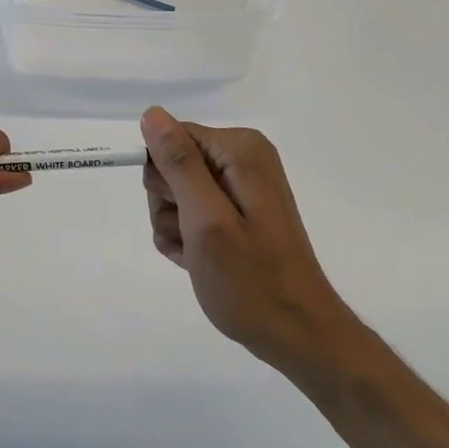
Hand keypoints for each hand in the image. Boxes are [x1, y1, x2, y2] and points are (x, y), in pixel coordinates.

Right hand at [140, 106, 356, 382]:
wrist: (296, 333)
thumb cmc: (250, 280)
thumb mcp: (206, 220)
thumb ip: (179, 164)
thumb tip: (152, 114)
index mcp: (240, 149)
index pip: (171, 138)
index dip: (164, 179)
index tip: (180, 212)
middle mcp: (243, 159)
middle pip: (172, 164)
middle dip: (169, 205)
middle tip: (193, 238)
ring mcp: (241, 187)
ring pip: (175, 194)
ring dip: (176, 228)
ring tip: (200, 256)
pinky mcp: (237, 212)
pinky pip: (191, 214)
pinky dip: (188, 240)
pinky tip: (203, 262)